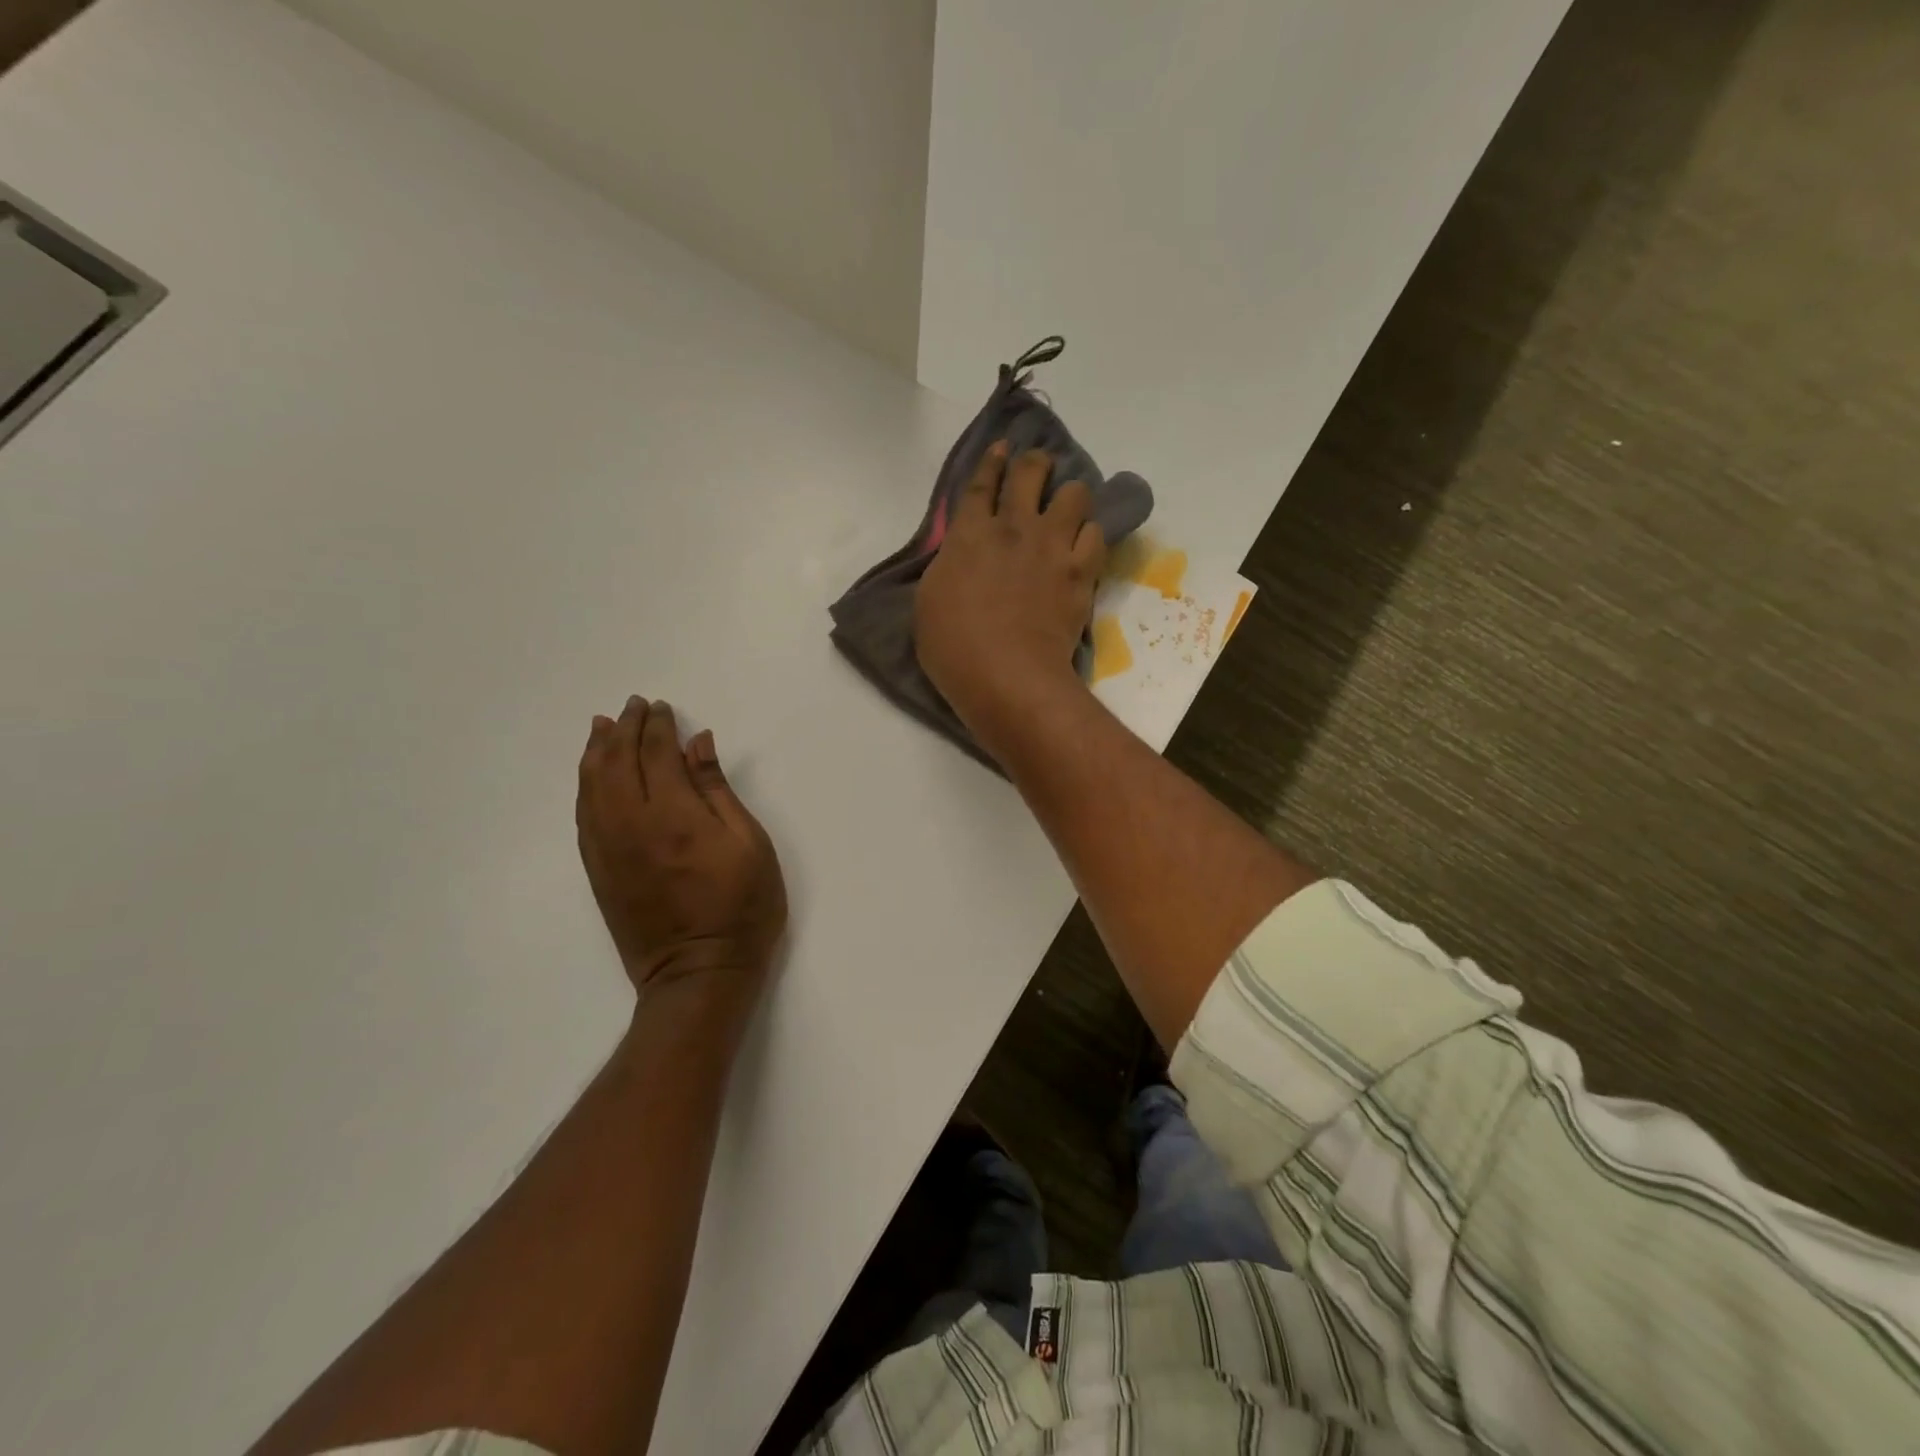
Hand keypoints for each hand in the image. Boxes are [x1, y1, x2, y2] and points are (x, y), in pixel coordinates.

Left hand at [576, 697, 787, 1003]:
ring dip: (596, 751)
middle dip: (624, 729)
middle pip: (616, 762)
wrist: (699, 974)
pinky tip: (592, 775)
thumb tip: (698, 743)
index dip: (656, 726)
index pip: (656, 754)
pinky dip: (585, 786)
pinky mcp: (598, 871)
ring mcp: (608, 849)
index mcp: (674, 815)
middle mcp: (631, 825)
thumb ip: (718, 790)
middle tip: (633, 707)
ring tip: (602, 727)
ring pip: (591, 786)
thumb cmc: (742, 908)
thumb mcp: (749, 844)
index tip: (660, 707)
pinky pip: (583, 816)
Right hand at [915, 443, 1105, 751]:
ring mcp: (1052, 547)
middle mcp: (1013, 528)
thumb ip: (948, 567)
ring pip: (1074, 494)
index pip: (983, 483)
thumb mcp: (929, 601)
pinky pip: (1096, 535)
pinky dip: (1089, 535)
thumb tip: (961, 555)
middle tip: (1037, 470)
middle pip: (1031, 473)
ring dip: (1069, 497)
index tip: (1002, 447)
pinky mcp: (1080, 572)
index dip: (992, 460)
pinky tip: (1083, 545)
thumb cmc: (954, 647)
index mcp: (969, 534)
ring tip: (1067, 512)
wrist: (1007, 675)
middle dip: (1035, 463)